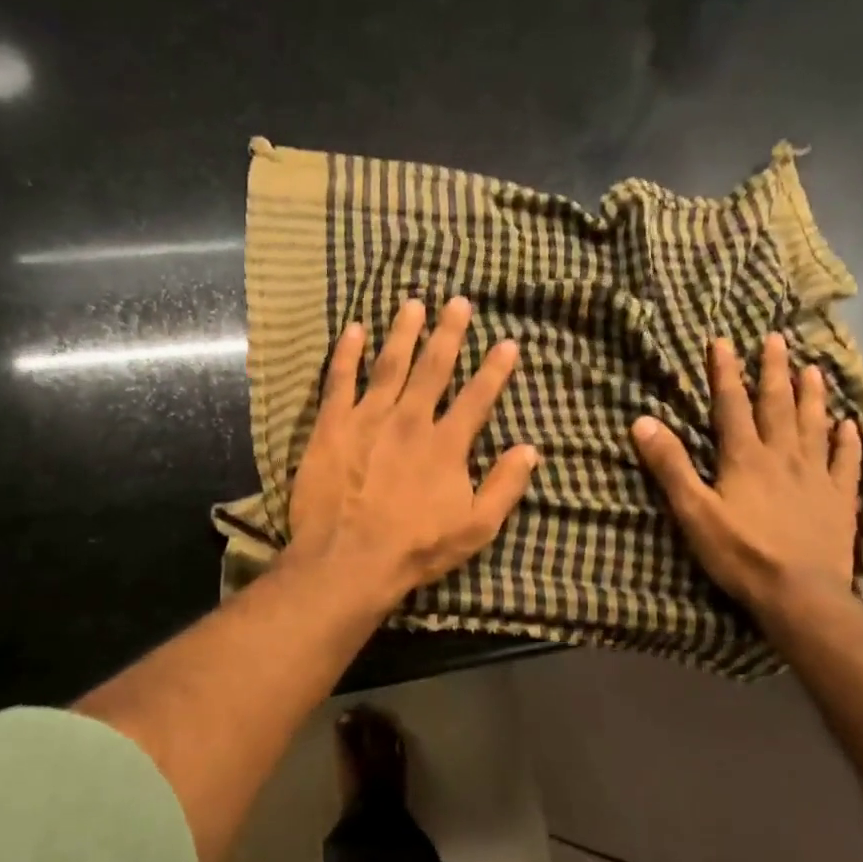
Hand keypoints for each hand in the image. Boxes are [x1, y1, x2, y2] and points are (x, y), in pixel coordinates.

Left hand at [288, 297, 538, 606]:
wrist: (348, 560)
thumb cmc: (415, 548)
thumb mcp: (475, 528)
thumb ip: (504, 487)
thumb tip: (530, 449)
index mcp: (446, 444)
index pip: (477, 397)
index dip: (495, 369)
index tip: (507, 342)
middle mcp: (410, 420)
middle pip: (433, 367)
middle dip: (449, 332)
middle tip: (458, 301)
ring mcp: (368, 418)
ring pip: (389, 364)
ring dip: (403, 332)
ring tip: (412, 303)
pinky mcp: (332, 425)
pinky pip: (340, 380)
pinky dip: (347, 353)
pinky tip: (353, 329)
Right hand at [632, 332, 861, 615]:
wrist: (801, 595)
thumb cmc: (740, 553)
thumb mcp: (692, 510)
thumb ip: (670, 465)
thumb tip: (642, 421)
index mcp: (745, 457)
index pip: (731, 405)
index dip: (725, 372)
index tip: (723, 341)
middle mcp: (783, 456)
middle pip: (778, 405)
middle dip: (774, 371)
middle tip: (777, 339)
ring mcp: (816, 477)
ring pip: (815, 426)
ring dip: (812, 395)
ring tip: (814, 368)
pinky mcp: (840, 500)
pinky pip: (846, 463)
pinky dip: (848, 442)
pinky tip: (850, 426)